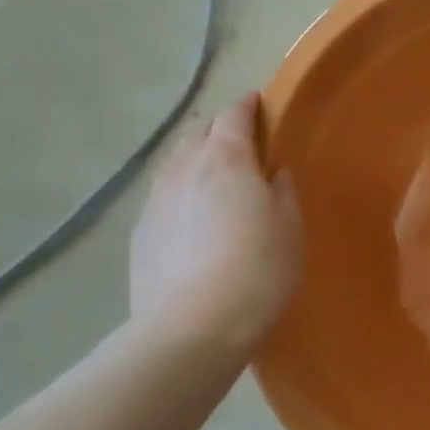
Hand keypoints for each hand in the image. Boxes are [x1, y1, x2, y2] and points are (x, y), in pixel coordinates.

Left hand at [130, 92, 303, 353]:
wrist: (194, 326)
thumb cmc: (259, 269)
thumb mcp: (290, 227)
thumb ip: (282, 191)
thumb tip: (272, 173)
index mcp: (227, 160)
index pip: (233, 116)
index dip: (246, 106)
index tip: (257, 103)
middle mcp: (184, 169)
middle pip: (198, 134)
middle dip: (218, 132)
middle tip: (241, 148)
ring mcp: (155, 201)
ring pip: (175, 165)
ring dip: (195, 163)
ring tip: (214, 183)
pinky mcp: (140, 234)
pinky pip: (163, 199)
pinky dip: (181, 197)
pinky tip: (193, 223)